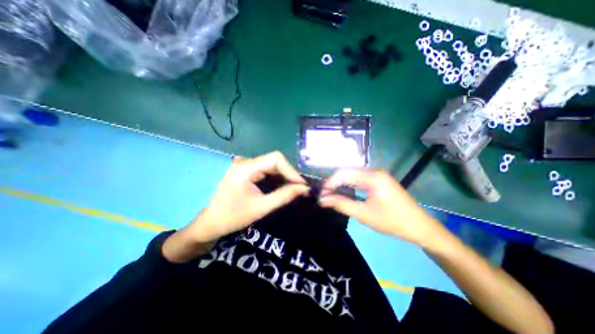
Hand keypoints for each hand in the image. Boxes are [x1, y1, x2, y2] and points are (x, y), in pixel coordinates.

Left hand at [187, 152, 309, 242]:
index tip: (302, 186)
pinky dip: (277, 178)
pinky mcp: (247, 170)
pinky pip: (267, 170)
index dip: (292, 171)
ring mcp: (246, 165)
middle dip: (290, 174)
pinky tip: (283, 187)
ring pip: (272, 165)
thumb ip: (284, 196)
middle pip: (275, 161)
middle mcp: (246, 161)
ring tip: (294, 189)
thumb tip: (304, 189)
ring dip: (284, 176)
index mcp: (246, 167)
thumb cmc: (232, 217)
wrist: (208, 223)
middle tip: (301, 189)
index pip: (276, 159)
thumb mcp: (261, 207)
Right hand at [319, 169, 443, 246]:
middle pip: (348, 172)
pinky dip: (349, 184)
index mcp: (372, 177)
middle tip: (324, 196)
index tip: (321, 195)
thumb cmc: (392, 221)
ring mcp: (378, 175)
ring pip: (353, 175)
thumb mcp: (364, 214)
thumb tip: (323, 200)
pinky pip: (359, 179)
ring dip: (341, 183)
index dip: (330, 183)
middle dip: (334, 183)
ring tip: (331, 194)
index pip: (344, 173)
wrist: (420, 227)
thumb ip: (342, 204)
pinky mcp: (379, 180)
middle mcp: (374, 171)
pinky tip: (344, 191)